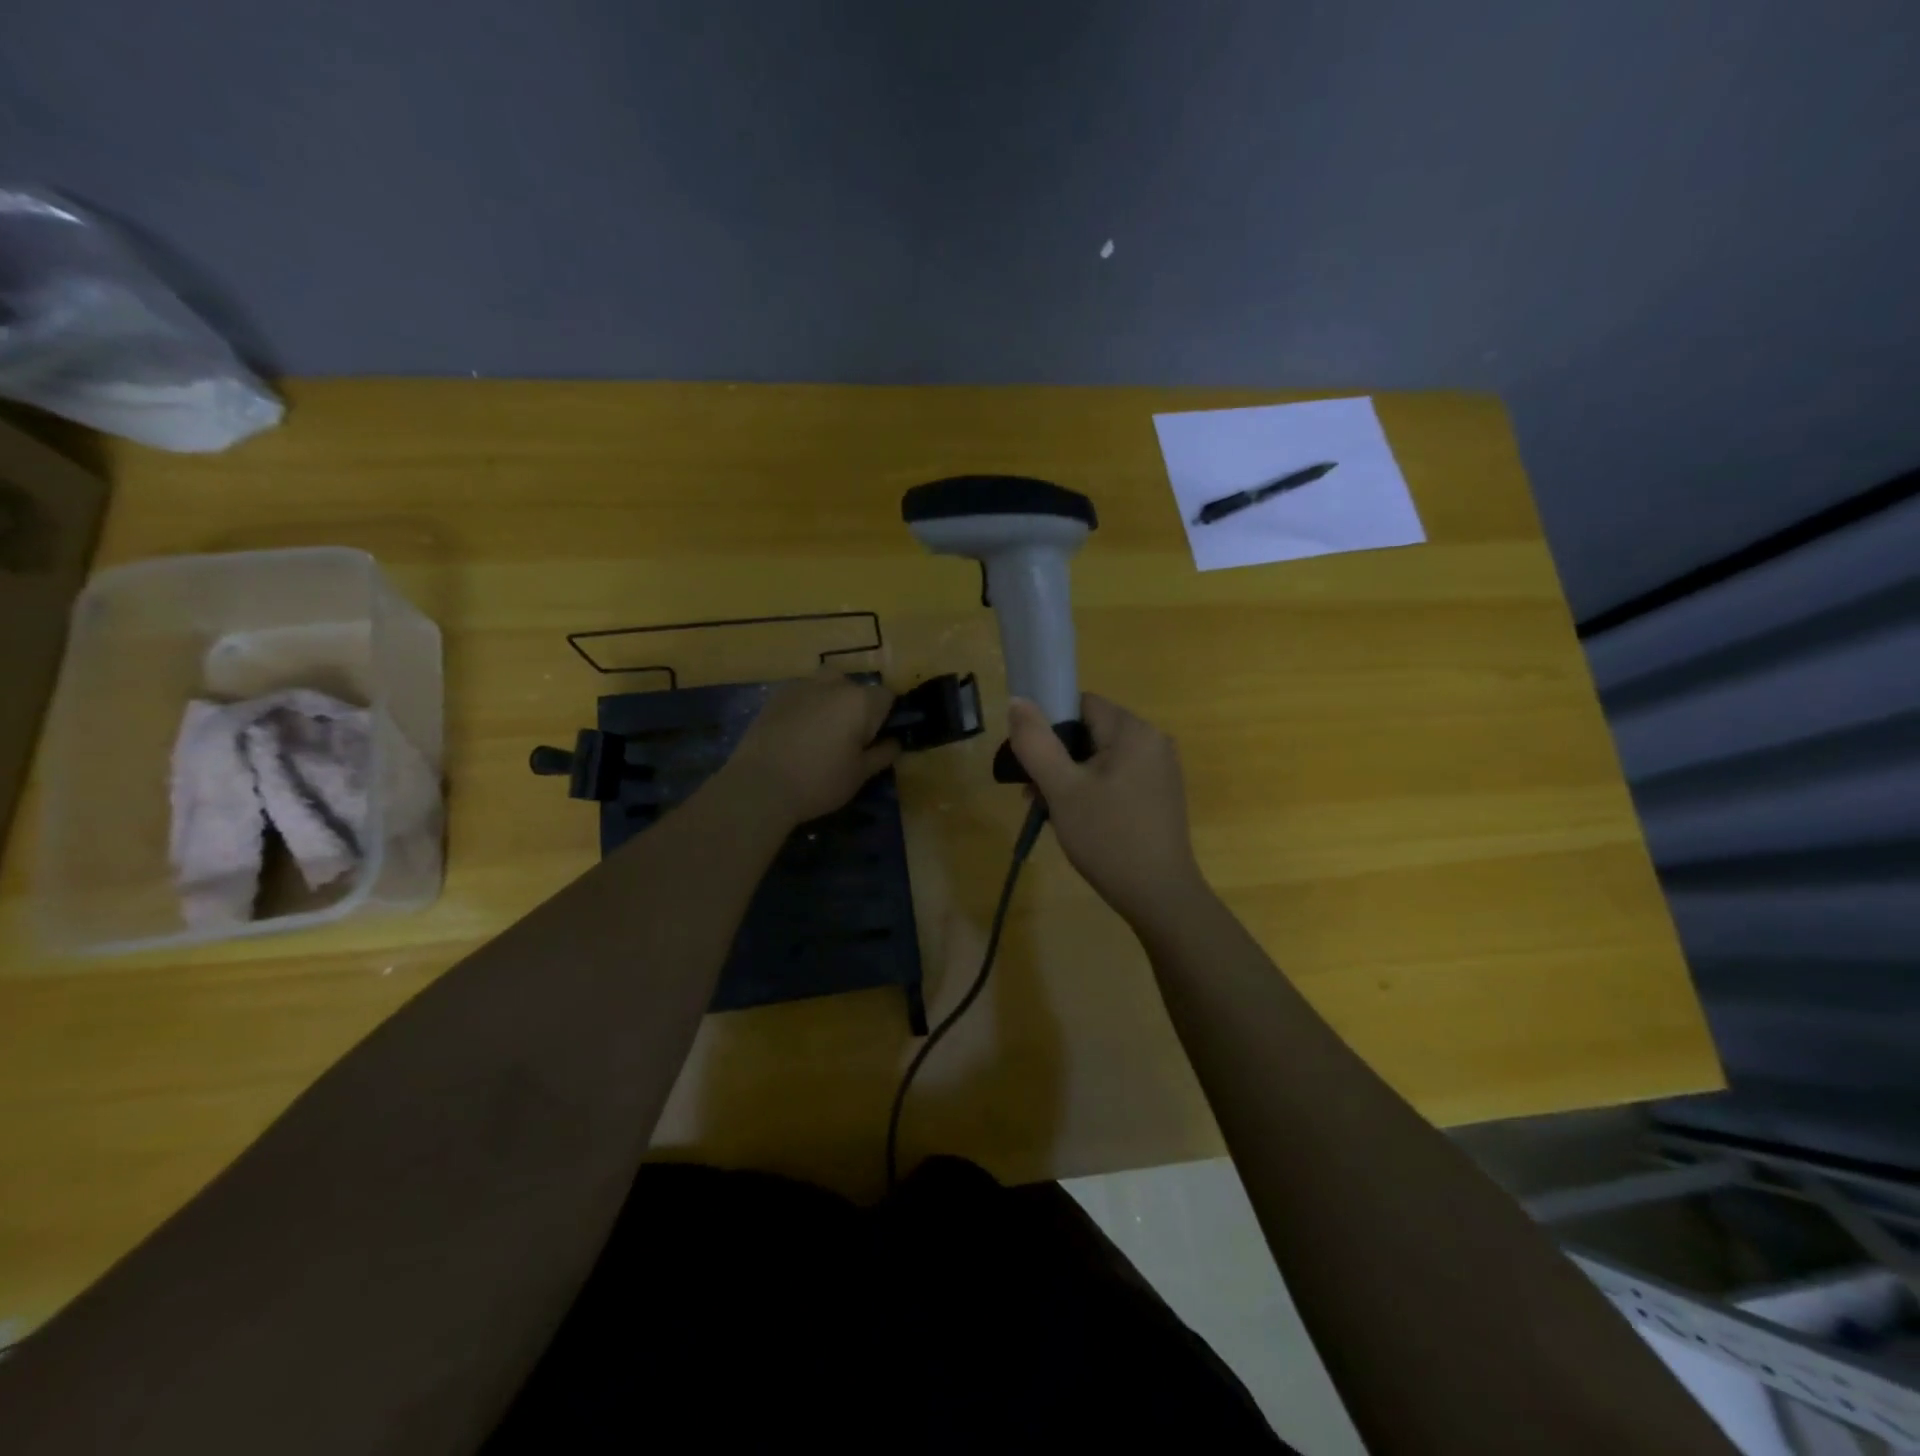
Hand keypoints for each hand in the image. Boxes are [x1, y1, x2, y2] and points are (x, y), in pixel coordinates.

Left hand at [724, 669, 899, 827]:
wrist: (759, 785)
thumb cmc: (819, 781)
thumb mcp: (860, 774)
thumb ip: (883, 754)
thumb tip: (894, 742)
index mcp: (860, 701)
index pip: (887, 697)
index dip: (885, 718)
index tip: (874, 741)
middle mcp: (833, 683)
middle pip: (856, 688)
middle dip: (857, 708)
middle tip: (848, 741)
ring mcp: (802, 685)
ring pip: (828, 686)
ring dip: (831, 703)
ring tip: (821, 735)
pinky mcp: (776, 694)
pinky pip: (803, 694)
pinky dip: (807, 707)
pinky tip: (797, 734)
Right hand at [1007, 694, 1207, 927]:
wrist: (1159, 895)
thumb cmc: (1107, 837)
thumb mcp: (1062, 789)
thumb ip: (1036, 742)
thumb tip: (1017, 700)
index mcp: (1133, 730)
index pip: (1081, 704)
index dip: (1049, 725)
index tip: (1030, 759)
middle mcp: (1153, 740)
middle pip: (1090, 731)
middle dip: (1056, 757)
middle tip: (1034, 794)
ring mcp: (1160, 768)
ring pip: (1101, 757)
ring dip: (1070, 777)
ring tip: (1049, 810)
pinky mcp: (1160, 793)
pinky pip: (1117, 776)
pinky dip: (1092, 789)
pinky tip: (1077, 819)